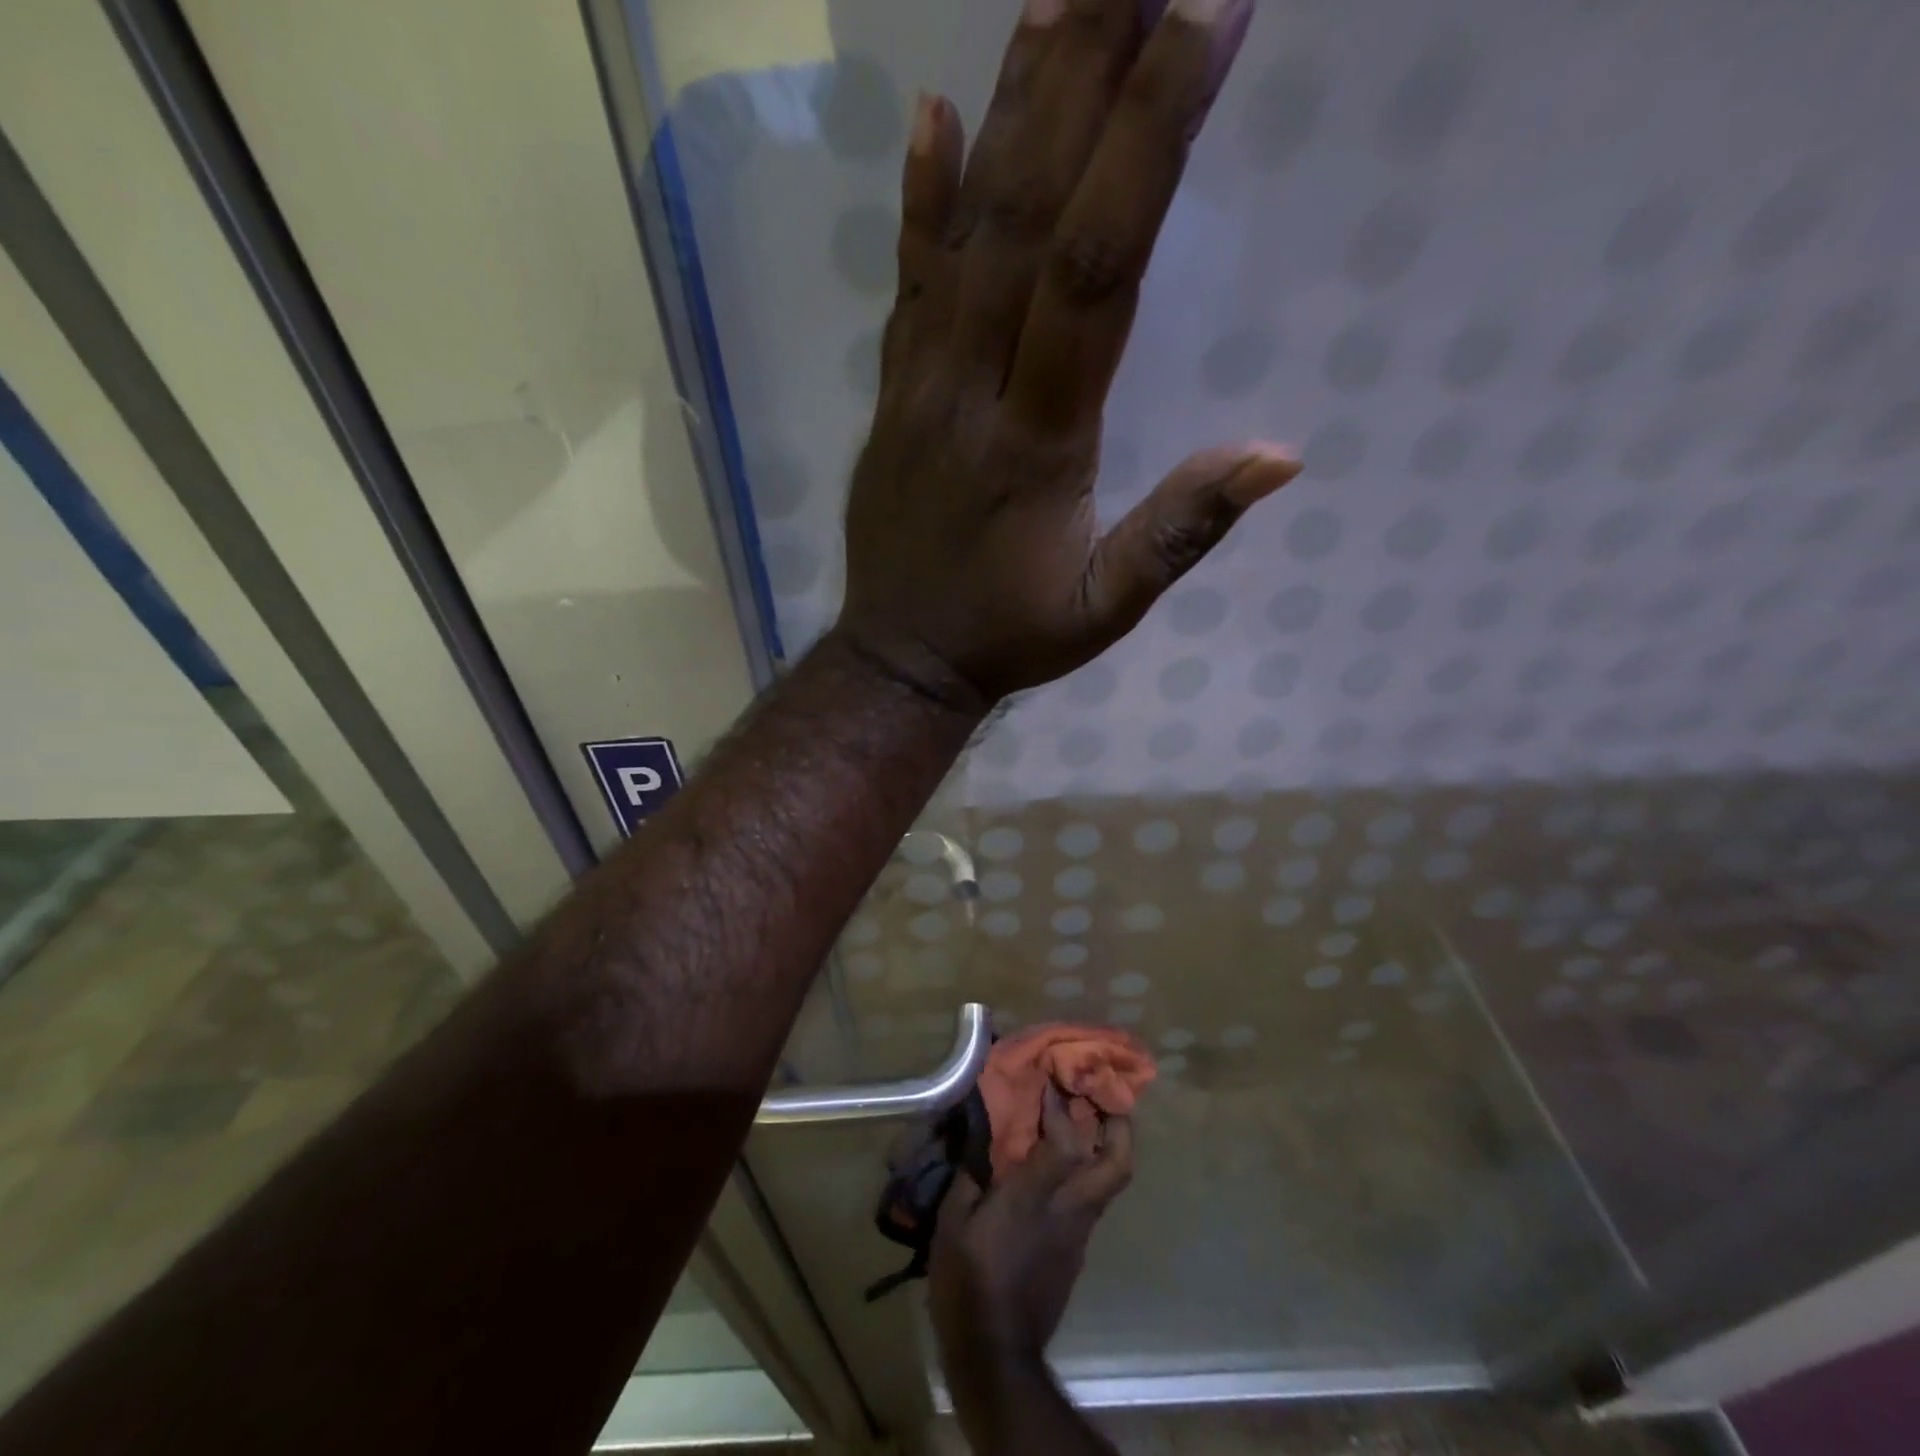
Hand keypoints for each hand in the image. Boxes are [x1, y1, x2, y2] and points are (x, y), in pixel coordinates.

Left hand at [833, 0, 1298, 707]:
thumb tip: (1279, 455)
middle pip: (1028, 219)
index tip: (1203, 14)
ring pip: (964, 235)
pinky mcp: (891, 395)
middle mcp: (973, 391)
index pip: (1097, 272)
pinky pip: (904, 286)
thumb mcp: (1103, 611)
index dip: (1148, 143)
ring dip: (1011, 107)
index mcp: (1039, 443)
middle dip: (1085, 76)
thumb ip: (1180, 535)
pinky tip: (928, 114)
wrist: (902, 660)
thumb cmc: (1008, 638)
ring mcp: (921, 386)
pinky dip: (916, 201)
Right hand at [929, 1085, 1133, 1381]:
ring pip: (1110, 1181)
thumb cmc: (967, 1283)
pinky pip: (1092, 1199)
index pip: (1066, 1141)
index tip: (1052, 1077)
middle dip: (1118, 1123)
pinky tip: (1064, 1165)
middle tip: (1102, 1094)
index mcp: (1035, 1197)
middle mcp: (1068, 1209)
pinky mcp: (1078, 1251)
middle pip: (1116, 1163)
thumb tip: (973, 1137)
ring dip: (1106, 1145)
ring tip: (1087, 1118)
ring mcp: (1079, 1232)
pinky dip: (1087, 1172)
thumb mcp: (952, 1224)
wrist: (996, 1355)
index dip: (1063, 1106)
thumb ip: (967, 1174)